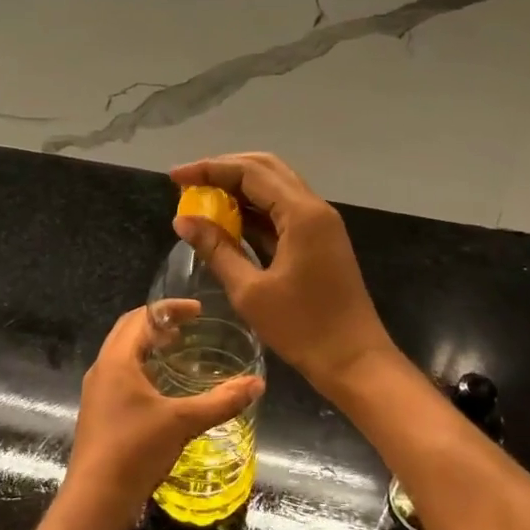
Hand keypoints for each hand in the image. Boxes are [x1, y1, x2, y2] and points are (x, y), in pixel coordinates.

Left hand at [58, 302, 263, 529]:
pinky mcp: (99, 412)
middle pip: (128, 331)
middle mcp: (102, 369)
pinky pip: (121, 375)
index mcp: (117, 360)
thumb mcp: (183, 422)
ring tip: (179, 352)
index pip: (141, 317)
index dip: (170, 309)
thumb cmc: (135, 451)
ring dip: (149, 346)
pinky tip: (164, 390)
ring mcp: (97, 392)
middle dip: (158, 324)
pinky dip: (143, 369)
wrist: (95, 501)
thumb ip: (221, 401)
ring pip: (123, 355)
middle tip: (189, 328)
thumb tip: (257, 384)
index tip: (198, 311)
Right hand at [169, 152, 394, 396]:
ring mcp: (320, 224)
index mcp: (301, 214)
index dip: (209, 169)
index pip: (250, 172)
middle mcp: (314, 208)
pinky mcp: (319, 241)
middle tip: (188, 182)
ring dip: (239, 188)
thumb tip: (183, 219)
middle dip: (224, 170)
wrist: (354, 360)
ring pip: (275, 188)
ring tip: (201, 198)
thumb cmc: (302, 328)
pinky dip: (254, 210)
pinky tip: (227, 221)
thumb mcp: (250, 291)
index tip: (175, 177)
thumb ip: (216, 249)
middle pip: (265, 169)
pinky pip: (282, 212)